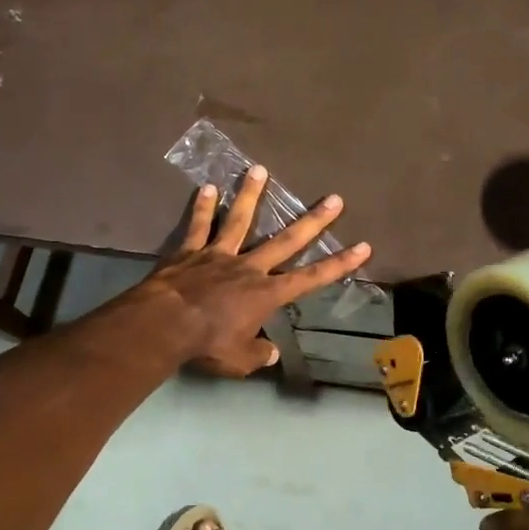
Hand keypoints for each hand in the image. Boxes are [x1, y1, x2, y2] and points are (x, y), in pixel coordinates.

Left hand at [145, 167, 371, 376]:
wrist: (165, 324)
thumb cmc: (207, 344)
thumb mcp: (239, 360)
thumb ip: (258, 353)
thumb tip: (270, 352)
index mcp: (266, 293)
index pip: (312, 278)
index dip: (340, 263)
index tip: (363, 246)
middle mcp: (249, 267)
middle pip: (286, 240)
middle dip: (313, 221)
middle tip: (334, 199)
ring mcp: (219, 254)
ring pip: (238, 220)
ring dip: (251, 195)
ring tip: (259, 169)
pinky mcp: (189, 251)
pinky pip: (198, 226)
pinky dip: (202, 207)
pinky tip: (207, 187)